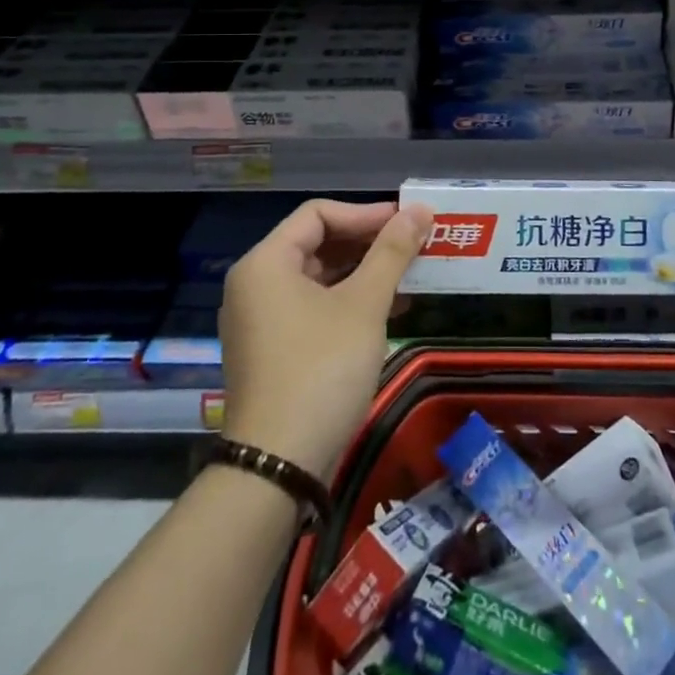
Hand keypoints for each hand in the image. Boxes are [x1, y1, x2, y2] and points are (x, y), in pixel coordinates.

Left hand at [220, 199, 430, 478]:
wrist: (279, 465)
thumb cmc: (322, 369)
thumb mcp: (364, 305)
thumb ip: (392, 251)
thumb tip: (420, 209)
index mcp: (266, 263)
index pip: (318, 214)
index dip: (365, 213)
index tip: (407, 223)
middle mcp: (255, 285)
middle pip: (316, 244)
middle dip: (368, 243)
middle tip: (413, 247)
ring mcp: (260, 321)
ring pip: (317, 278)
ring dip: (363, 274)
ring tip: (408, 277)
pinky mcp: (271, 351)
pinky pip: (312, 308)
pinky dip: (348, 303)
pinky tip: (388, 312)